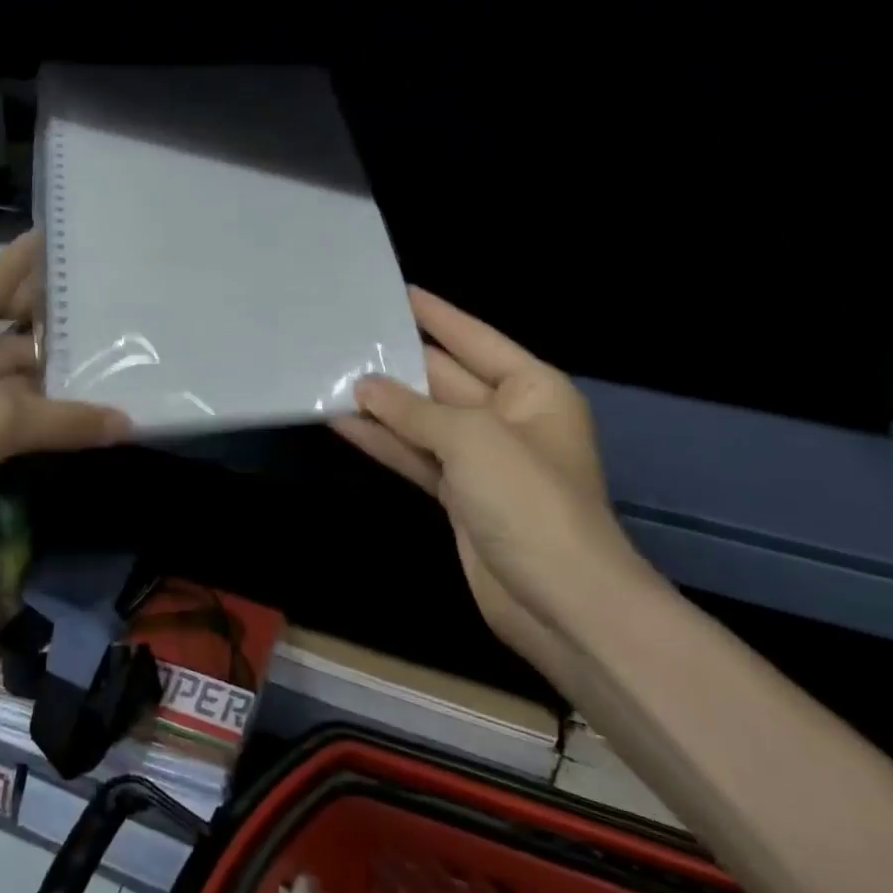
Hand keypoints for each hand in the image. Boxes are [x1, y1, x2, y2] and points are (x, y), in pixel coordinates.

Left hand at [0, 231, 130, 556]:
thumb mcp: (2, 422)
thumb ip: (68, 419)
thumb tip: (128, 423)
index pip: (6, 271)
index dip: (37, 253)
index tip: (76, 237)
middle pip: (16, 320)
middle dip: (60, 318)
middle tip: (117, 309)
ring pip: (14, 367)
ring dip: (54, 369)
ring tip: (113, 361)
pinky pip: (7, 402)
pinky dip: (39, 406)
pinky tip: (78, 409)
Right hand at [332, 288, 650, 675]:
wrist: (559, 600)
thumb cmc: (528, 500)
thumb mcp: (472, 439)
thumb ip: (414, 411)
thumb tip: (364, 387)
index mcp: (532, 390)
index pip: (475, 339)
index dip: (437, 316)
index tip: (398, 291)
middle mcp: (508, 418)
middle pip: (445, 379)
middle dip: (399, 362)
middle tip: (348, 335)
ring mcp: (482, 461)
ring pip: (424, 421)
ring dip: (382, 405)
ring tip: (333, 375)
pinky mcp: (460, 497)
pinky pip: (416, 457)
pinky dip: (384, 443)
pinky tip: (343, 424)